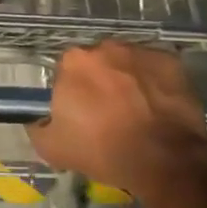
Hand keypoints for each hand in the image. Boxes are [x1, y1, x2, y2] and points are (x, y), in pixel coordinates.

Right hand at [31, 42, 206, 201]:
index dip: (74, 93)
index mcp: (73, 61)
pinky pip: (154, 68)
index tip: (82, 114)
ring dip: (127, 80)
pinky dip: (154, 83)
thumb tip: (37, 120)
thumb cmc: (105, 151)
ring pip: (126, 63)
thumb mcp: (54, 149)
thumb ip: (38, 127)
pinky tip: (158, 107)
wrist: (165, 160)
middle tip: (110, 113)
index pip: (67, 72)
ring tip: (138, 112)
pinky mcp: (169, 60)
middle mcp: (104, 47)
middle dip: (101, 83)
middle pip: (97, 63)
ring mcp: (139, 50)